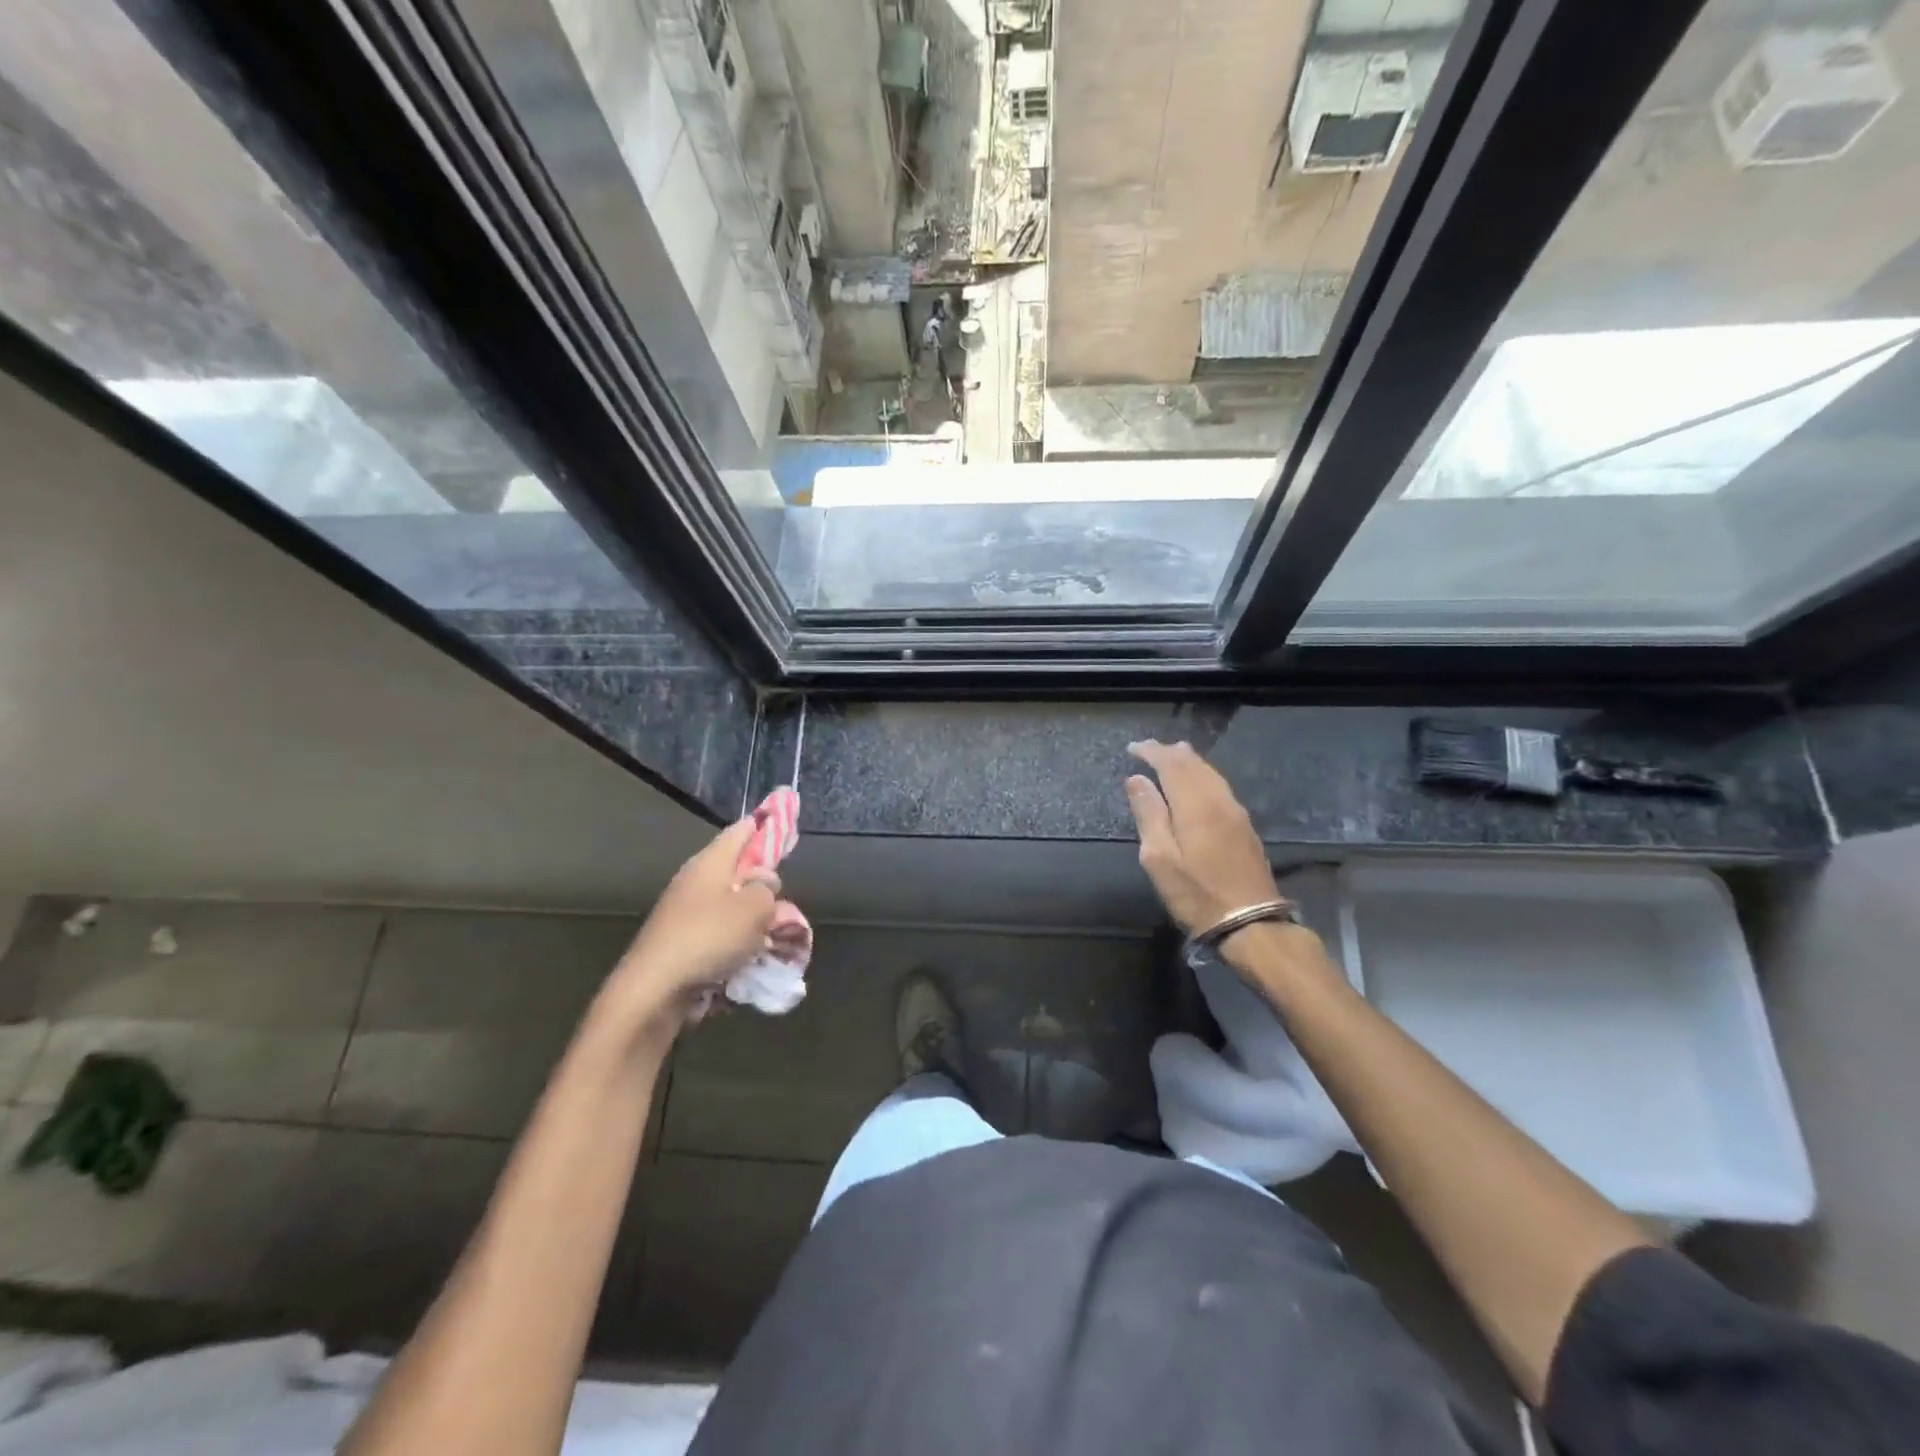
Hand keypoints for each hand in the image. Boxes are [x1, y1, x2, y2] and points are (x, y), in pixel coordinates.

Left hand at [600, 819, 779, 1040]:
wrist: (654, 990)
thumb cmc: (709, 938)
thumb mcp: (755, 907)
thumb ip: (768, 888)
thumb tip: (764, 882)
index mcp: (711, 861)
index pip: (742, 830)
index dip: (766, 826)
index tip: (787, 828)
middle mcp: (696, 880)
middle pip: (739, 870)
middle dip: (764, 884)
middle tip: (784, 901)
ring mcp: (686, 912)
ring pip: (732, 905)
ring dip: (754, 918)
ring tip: (773, 938)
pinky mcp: (682, 942)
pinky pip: (720, 933)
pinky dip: (738, 942)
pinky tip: (750, 959)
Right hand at [1125, 740, 1280, 935]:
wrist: (1251, 923)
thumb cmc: (1197, 894)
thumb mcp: (1160, 858)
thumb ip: (1149, 814)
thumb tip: (1136, 779)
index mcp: (1196, 805)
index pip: (1172, 764)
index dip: (1152, 752)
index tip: (1132, 748)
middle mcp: (1219, 801)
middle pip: (1195, 765)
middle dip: (1171, 752)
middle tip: (1150, 749)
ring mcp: (1237, 813)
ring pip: (1211, 774)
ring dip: (1190, 762)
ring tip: (1173, 756)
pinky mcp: (1245, 827)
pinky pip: (1220, 787)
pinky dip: (1203, 776)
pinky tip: (1198, 783)